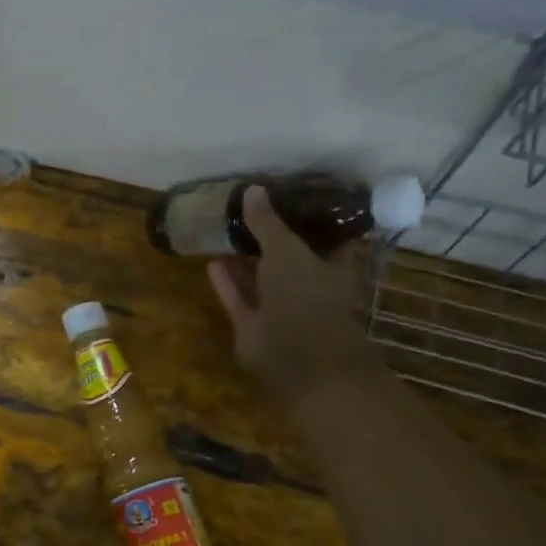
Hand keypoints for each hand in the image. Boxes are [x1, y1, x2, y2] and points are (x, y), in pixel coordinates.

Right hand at [207, 185, 381, 395]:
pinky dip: (227, 283)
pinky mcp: (255, 326)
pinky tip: (212, 262)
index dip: (310, 217)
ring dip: (245, 261)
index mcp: (332, 267)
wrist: (296, 356)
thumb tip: (252, 189)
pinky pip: (240, 298)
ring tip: (225, 235)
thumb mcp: (286, 249)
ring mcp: (281, 309)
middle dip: (272, 239)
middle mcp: (309, 287)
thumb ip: (268, 222)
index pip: (326, 236)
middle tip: (249, 212)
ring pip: (262, 280)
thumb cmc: (306, 296)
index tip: (290, 196)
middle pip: (290, 258)